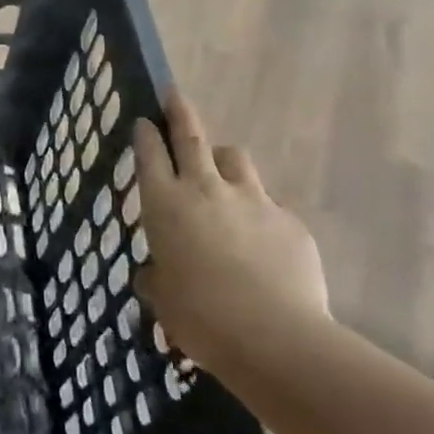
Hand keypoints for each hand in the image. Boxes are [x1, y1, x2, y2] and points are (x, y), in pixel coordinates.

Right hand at [132, 93, 329, 372]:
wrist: (274, 337)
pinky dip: (258, 214)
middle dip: (180, 113)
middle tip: (174, 96)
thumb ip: (156, 276)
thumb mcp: (162, 297)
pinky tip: (260, 245)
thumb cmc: (199, 316)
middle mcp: (205, 189)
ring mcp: (252, 201)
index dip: (146, 135)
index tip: (143, 120)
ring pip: (235, 159)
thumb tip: (157, 273)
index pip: (150, 154)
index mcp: (164, 204)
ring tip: (220, 174)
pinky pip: (268, 205)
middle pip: (192, 137)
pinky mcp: (289, 222)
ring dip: (222, 160)